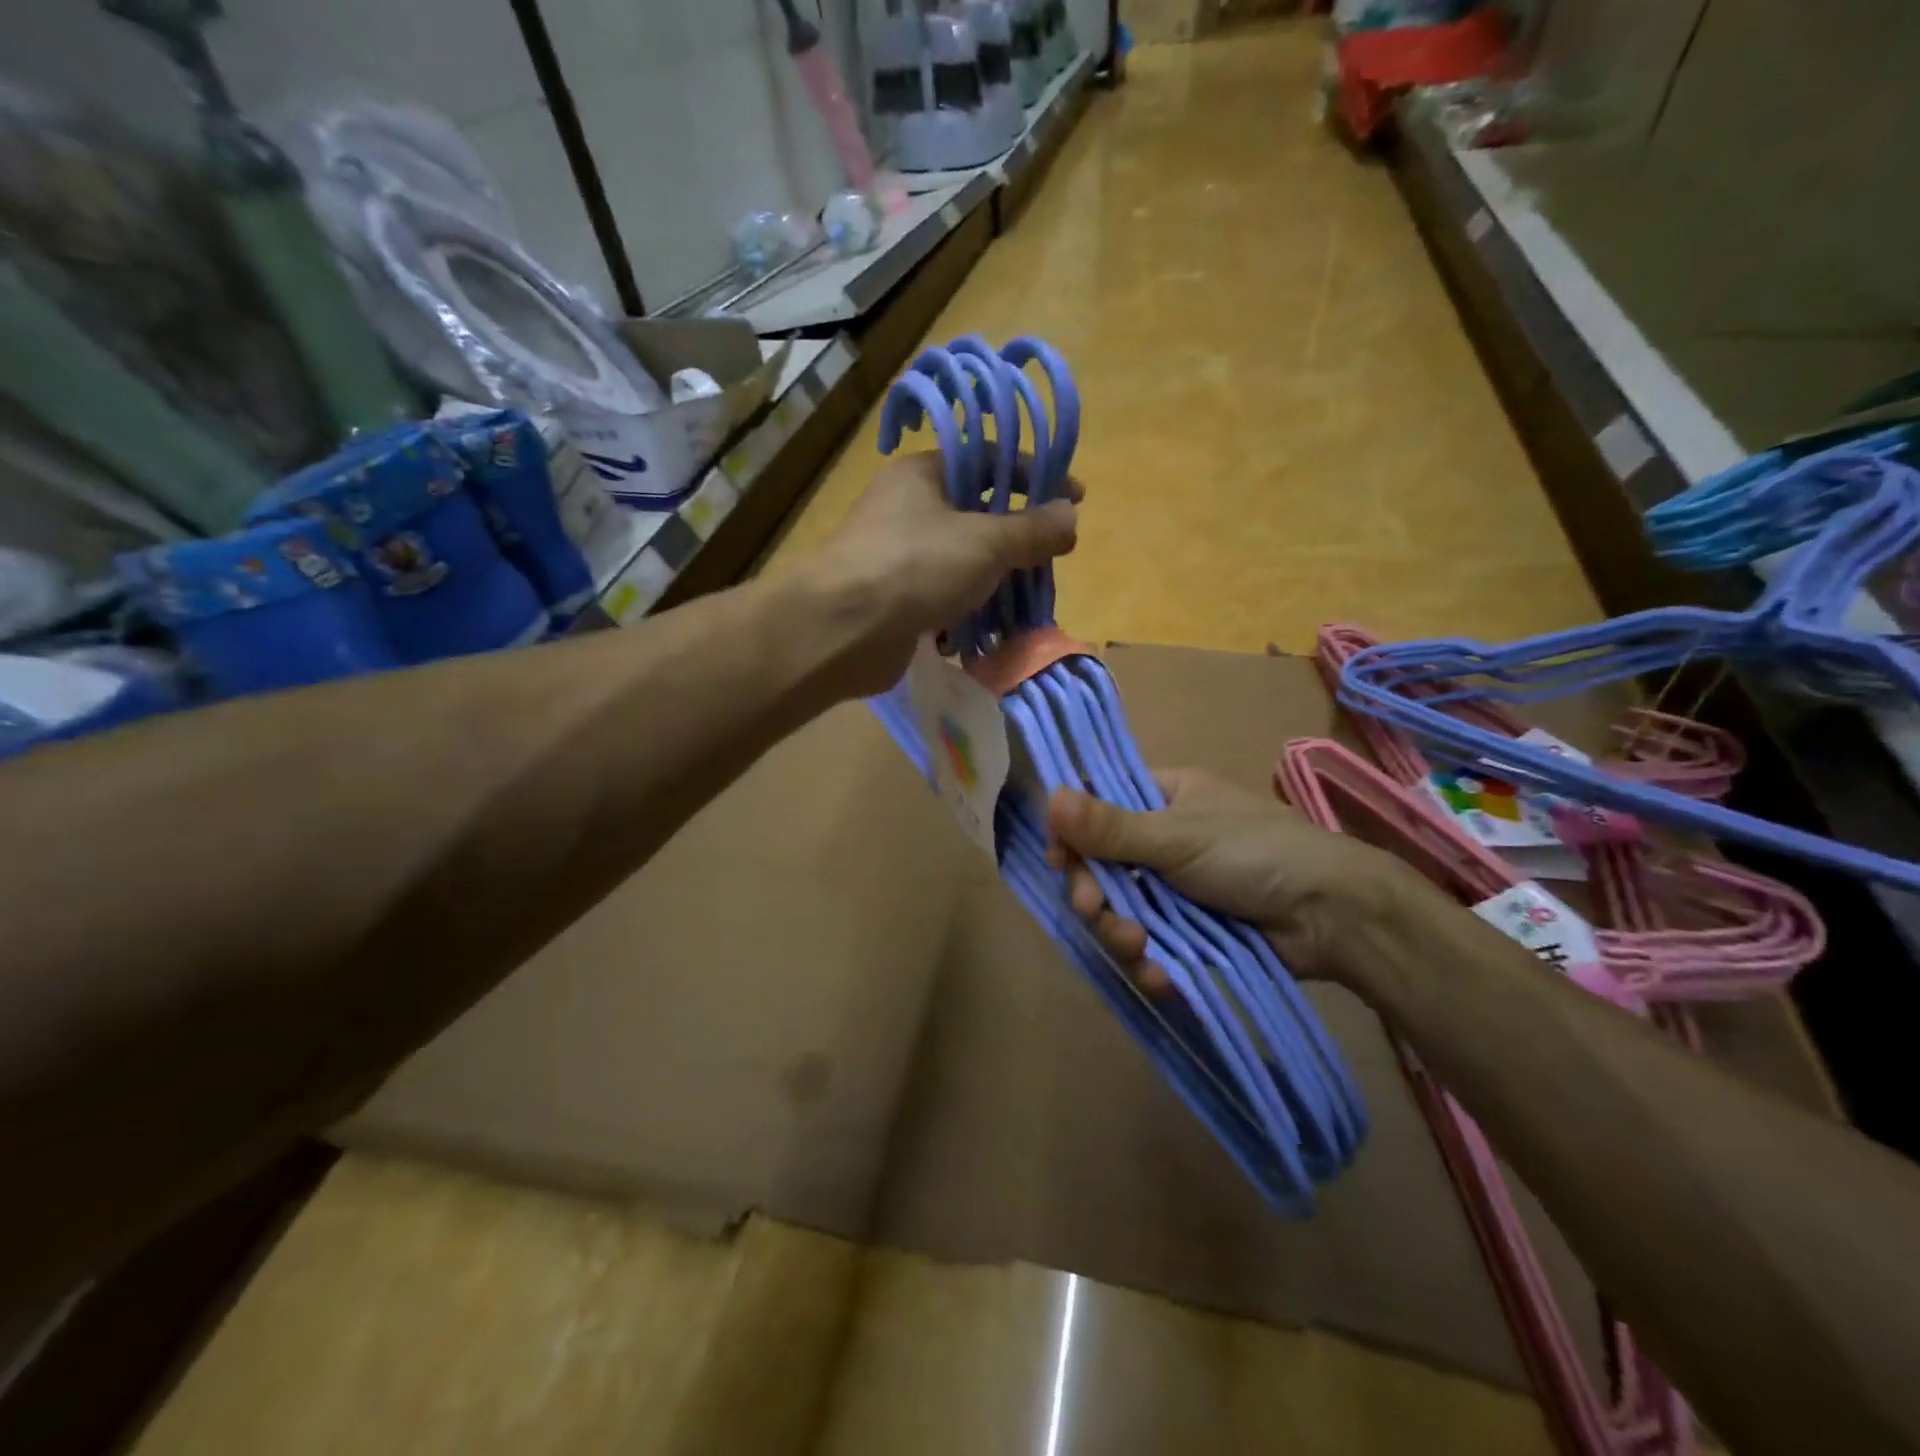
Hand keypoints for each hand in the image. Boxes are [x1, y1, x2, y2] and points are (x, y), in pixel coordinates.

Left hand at [804, 453, 1079, 697]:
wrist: (843, 630)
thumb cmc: (915, 566)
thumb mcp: (985, 542)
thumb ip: (1032, 530)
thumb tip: (1071, 516)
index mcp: (923, 474)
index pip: (989, 459)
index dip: (1034, 475)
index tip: (1074, 498)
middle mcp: (907, 509)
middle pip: (976, 514)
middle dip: (1017, 538)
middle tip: (1051, 558)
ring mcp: (897, 557)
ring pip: (961, 562)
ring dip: (994, 582)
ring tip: (1027, 600)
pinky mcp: (894, 601)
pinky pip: (942, 600)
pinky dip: (966, 613)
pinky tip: (987, 630)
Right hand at [1045, 768, 1422, 993]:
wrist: (1334, 916)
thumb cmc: (1255, 853)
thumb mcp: (1178, 837)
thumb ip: (1111, 827)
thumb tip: (1049, 797)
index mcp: (1164, 797)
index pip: (1099, 807)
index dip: (1073, 835)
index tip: (1058, 861)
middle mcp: (1164, 840)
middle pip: (1103, 866)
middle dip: (1094, 894)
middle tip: (1093, 910)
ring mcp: (1178, 889)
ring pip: (1123, 910)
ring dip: (1119, 932)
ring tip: (1137, 947)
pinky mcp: (1192, 933)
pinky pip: (1151, 945)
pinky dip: (1148, 961)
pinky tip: (1157, 975)